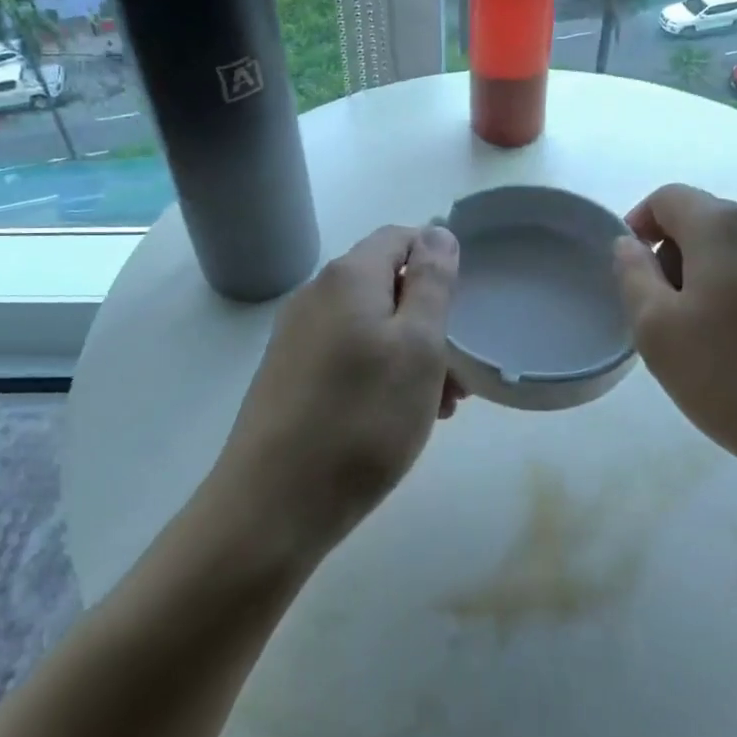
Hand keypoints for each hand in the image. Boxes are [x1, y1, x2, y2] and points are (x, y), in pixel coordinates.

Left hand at [210, 225, 462, 564]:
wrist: (273, 503)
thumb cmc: (363, 420)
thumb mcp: (418, 347)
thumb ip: (432, 282)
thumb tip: (436, 232)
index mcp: (347, 276)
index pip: (400, 237)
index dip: (438, 263)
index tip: (463, 313)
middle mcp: (315, 294)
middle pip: (386, 285)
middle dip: (429, 322)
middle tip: (457, 378)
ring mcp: (296, 335)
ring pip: (369, 326)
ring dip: (409, 355)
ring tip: (436, 408)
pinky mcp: (288, 373)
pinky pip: (346, 355)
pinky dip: (379, 374)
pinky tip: (394, 419)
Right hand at [613, 184, 736, 527]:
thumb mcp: (658, 331)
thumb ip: (633, 276)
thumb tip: (630, 244)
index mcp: (725, 225)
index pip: (668, 198)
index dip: (639, 225)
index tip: (633, 273)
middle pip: (708, 223)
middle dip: (677, 260)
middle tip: (667, 320)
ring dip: (716, 283)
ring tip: (715, 344)